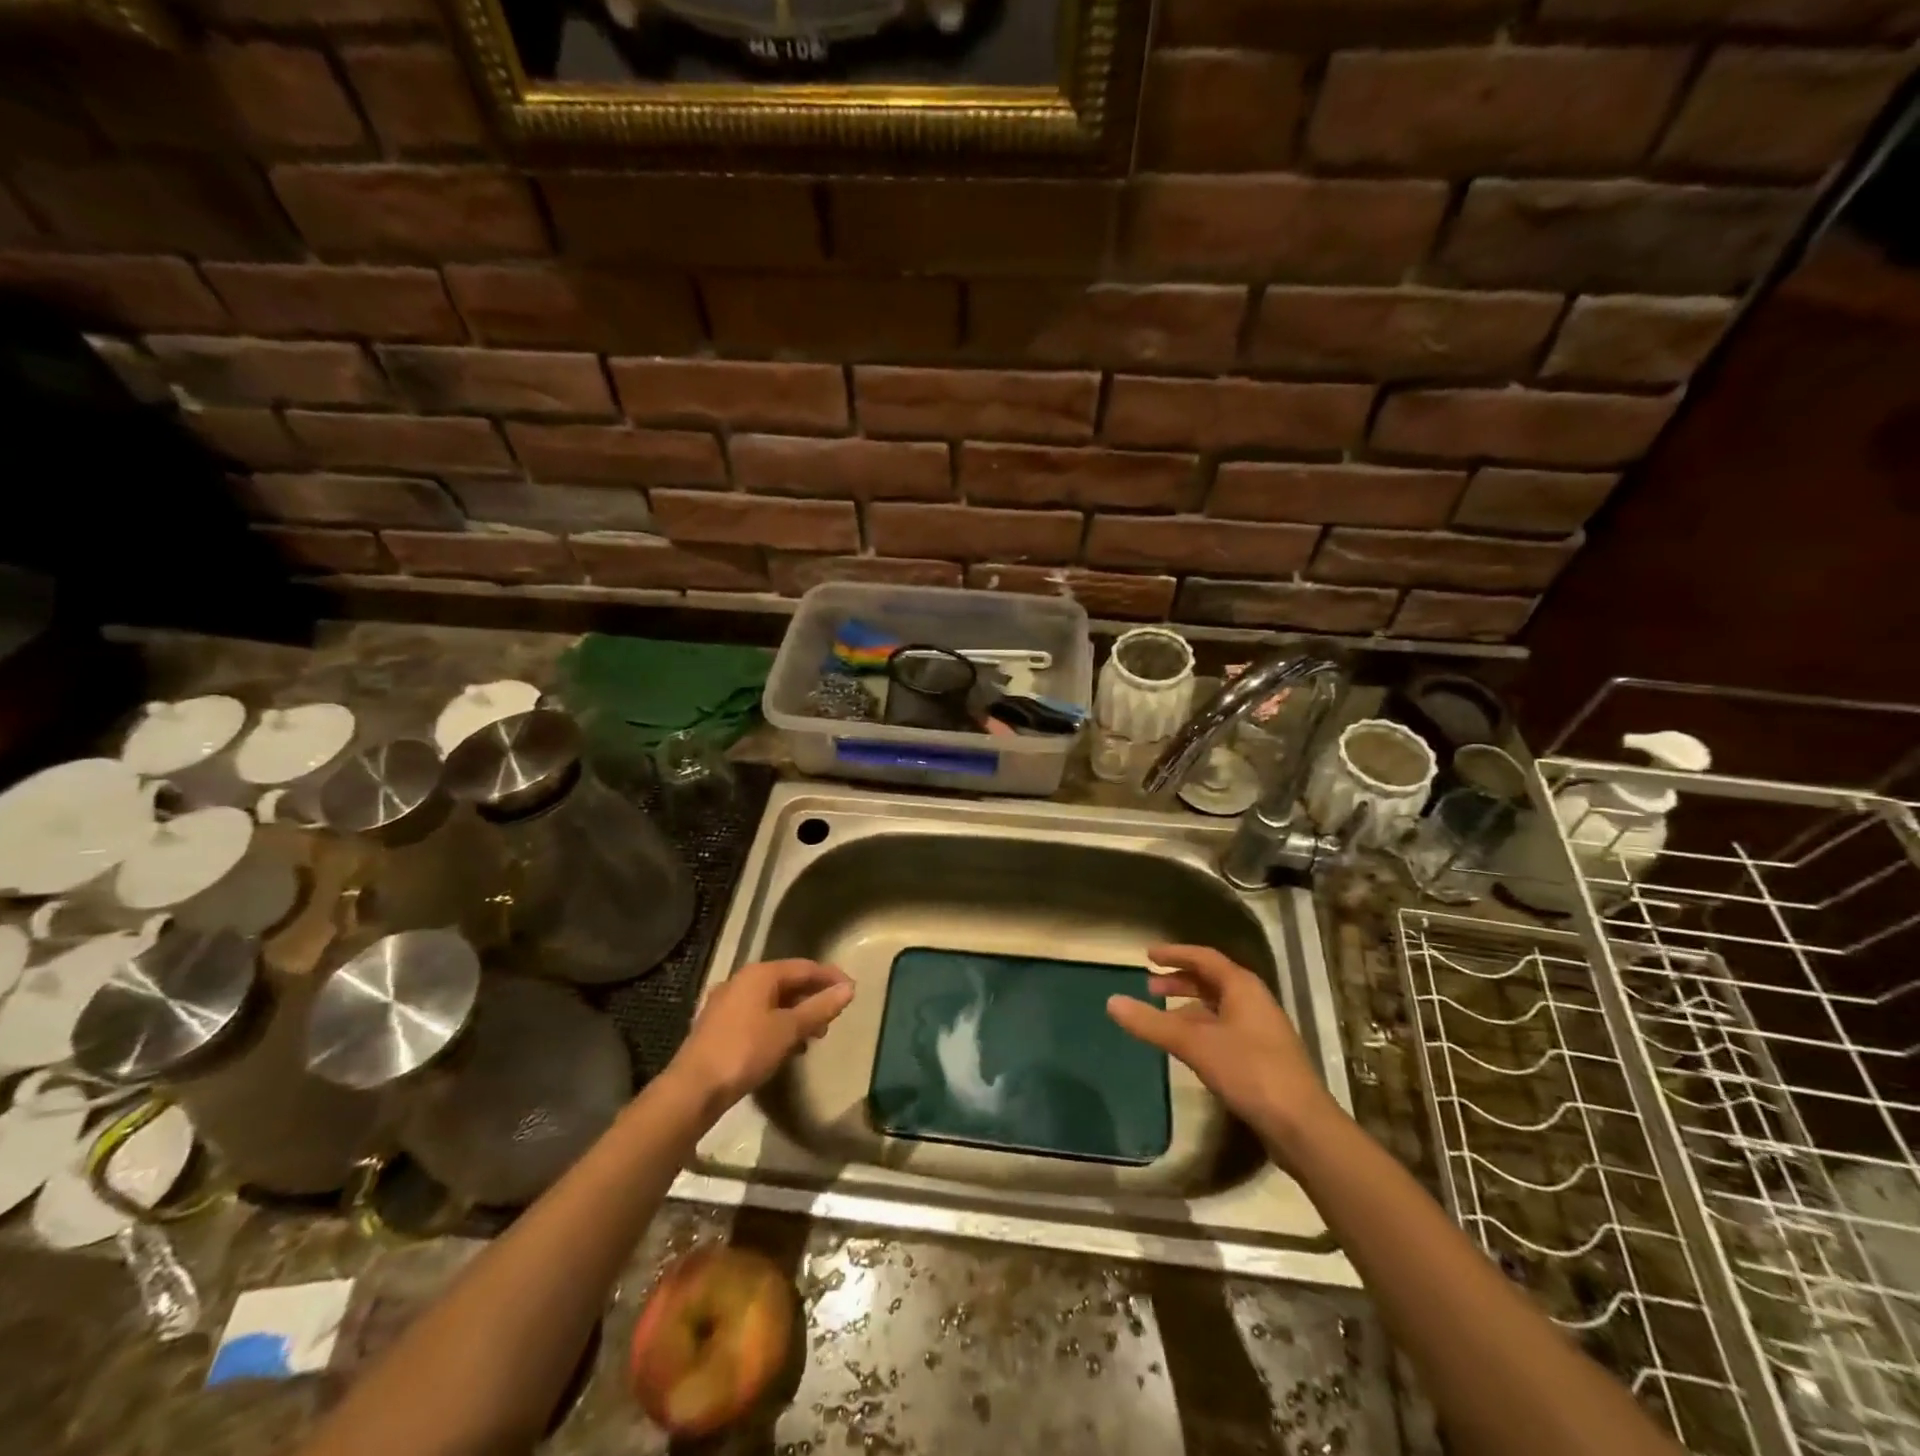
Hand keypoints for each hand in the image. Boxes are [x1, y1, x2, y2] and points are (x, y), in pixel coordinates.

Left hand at [672, 959, 854, 1108]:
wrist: (693, 1089)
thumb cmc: (745, 1051)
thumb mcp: (788, 1030)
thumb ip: (819, 1008)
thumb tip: (848, 989)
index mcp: (759, 974)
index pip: (804, 967)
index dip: (830, 977)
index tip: (852, 990)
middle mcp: (741, 981)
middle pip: (787, 982)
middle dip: (812, 999)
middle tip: (832, 1019)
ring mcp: (726, 1003)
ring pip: (771, 1001)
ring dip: (795, 1015)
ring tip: (812, 1037)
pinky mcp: (718, 1025)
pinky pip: (757, 1016)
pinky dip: (776, 1025)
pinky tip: (784, 1047)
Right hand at [1106, 944, 1341, 1150]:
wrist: (1302, 1126)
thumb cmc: (1249, 1071)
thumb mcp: (1194, 1044)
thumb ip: (1152, 1023)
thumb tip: (1111, 1002)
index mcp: (1242, 987)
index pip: (1204, 958)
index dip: (1175, 954)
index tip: (1148, 955)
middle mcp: (1254, 1002)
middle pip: (1212, 981)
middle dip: (1180, 981)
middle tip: (1149, 987)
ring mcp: (1261, 1031)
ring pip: (1218, 1008)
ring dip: (1189, 1008)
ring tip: (1162, 1018)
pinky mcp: (1263, 1058)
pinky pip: (1224, 1030)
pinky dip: (1201, 1029)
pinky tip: (1188, 1048)